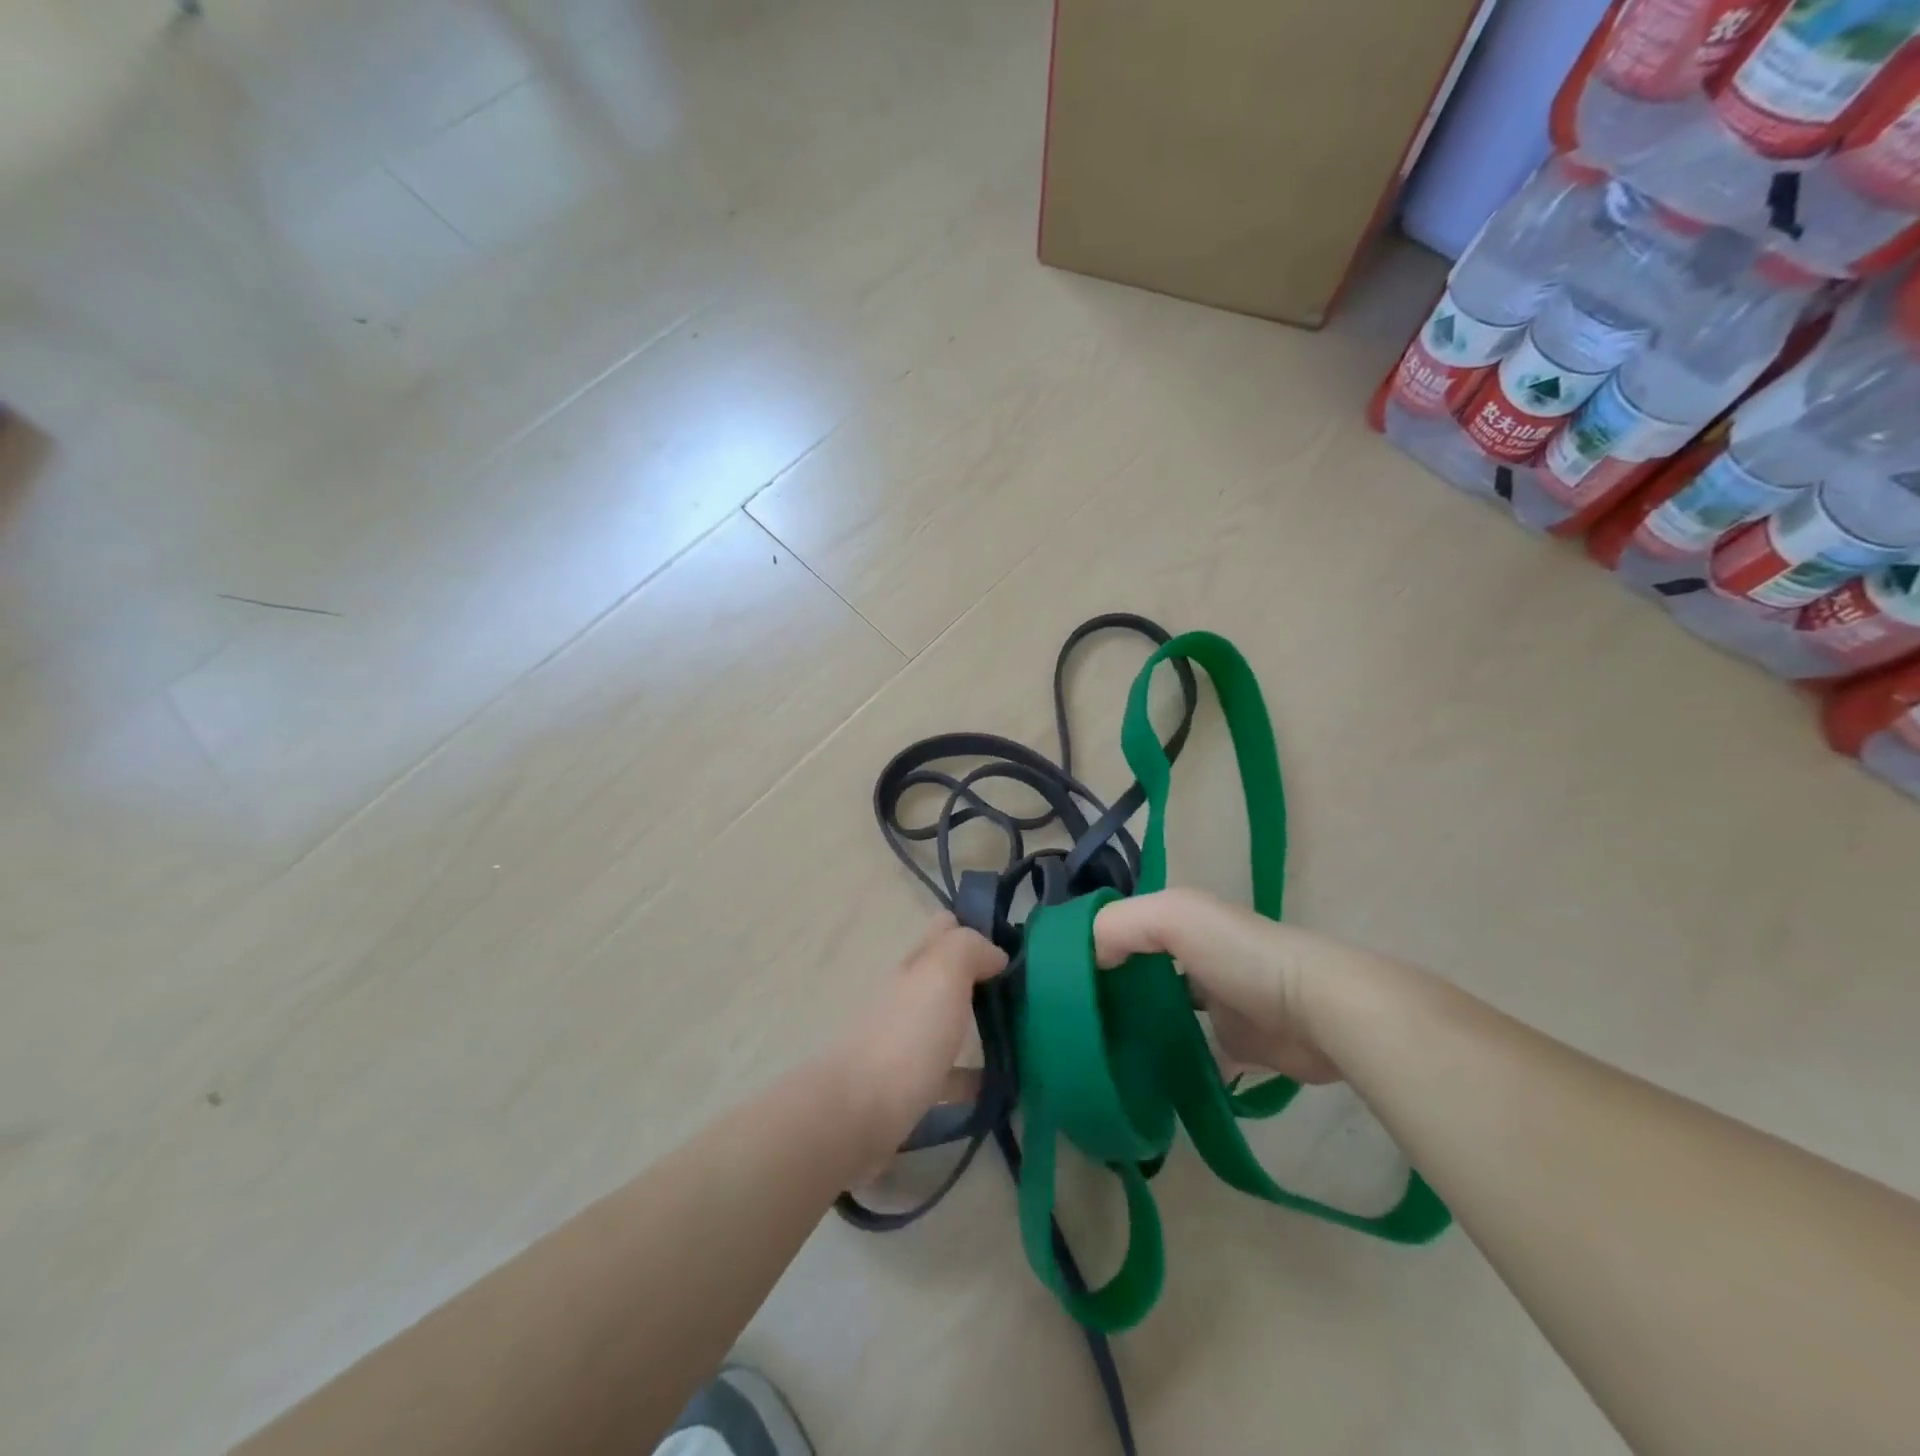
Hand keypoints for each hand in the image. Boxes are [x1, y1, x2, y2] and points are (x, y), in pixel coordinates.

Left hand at [833, 913, 1005, 1154]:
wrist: (857, 1115)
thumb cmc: (906, 1036)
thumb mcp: (941, 974)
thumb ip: (968, 948)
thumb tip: (994, 954)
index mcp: (914, 966)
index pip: (944, 929)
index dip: (976, 928)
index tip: (1014, 947)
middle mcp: (907, 997)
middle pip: (946, 975)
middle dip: (982, 977)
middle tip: (1026, 993)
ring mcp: (905, 1041)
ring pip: (947, 1021)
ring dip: (978, 1024)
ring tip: (1022, 1036)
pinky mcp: (909, 1086)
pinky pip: (948, 1074)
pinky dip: (971, 1076)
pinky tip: (999, 1086)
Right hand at [1093, 888, 1342, 1084]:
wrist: (1320, 1011)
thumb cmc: (1242, 956)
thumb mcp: (1174, 916)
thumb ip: (1120, 926)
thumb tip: (1086, 960)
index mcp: (1181, 923)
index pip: (1123, 930)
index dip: (1092, 950)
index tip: (1058, 983)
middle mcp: (1196, 958)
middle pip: (1140, 974)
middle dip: (1111, 995)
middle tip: (1074, 1026)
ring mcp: (1217, 1004)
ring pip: (1163, 1017)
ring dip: (1139, 1032)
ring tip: (1100, 1056)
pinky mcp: (1237, 1046)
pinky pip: (1194, 1057)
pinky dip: (1173, 1069)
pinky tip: (1144, 1083)